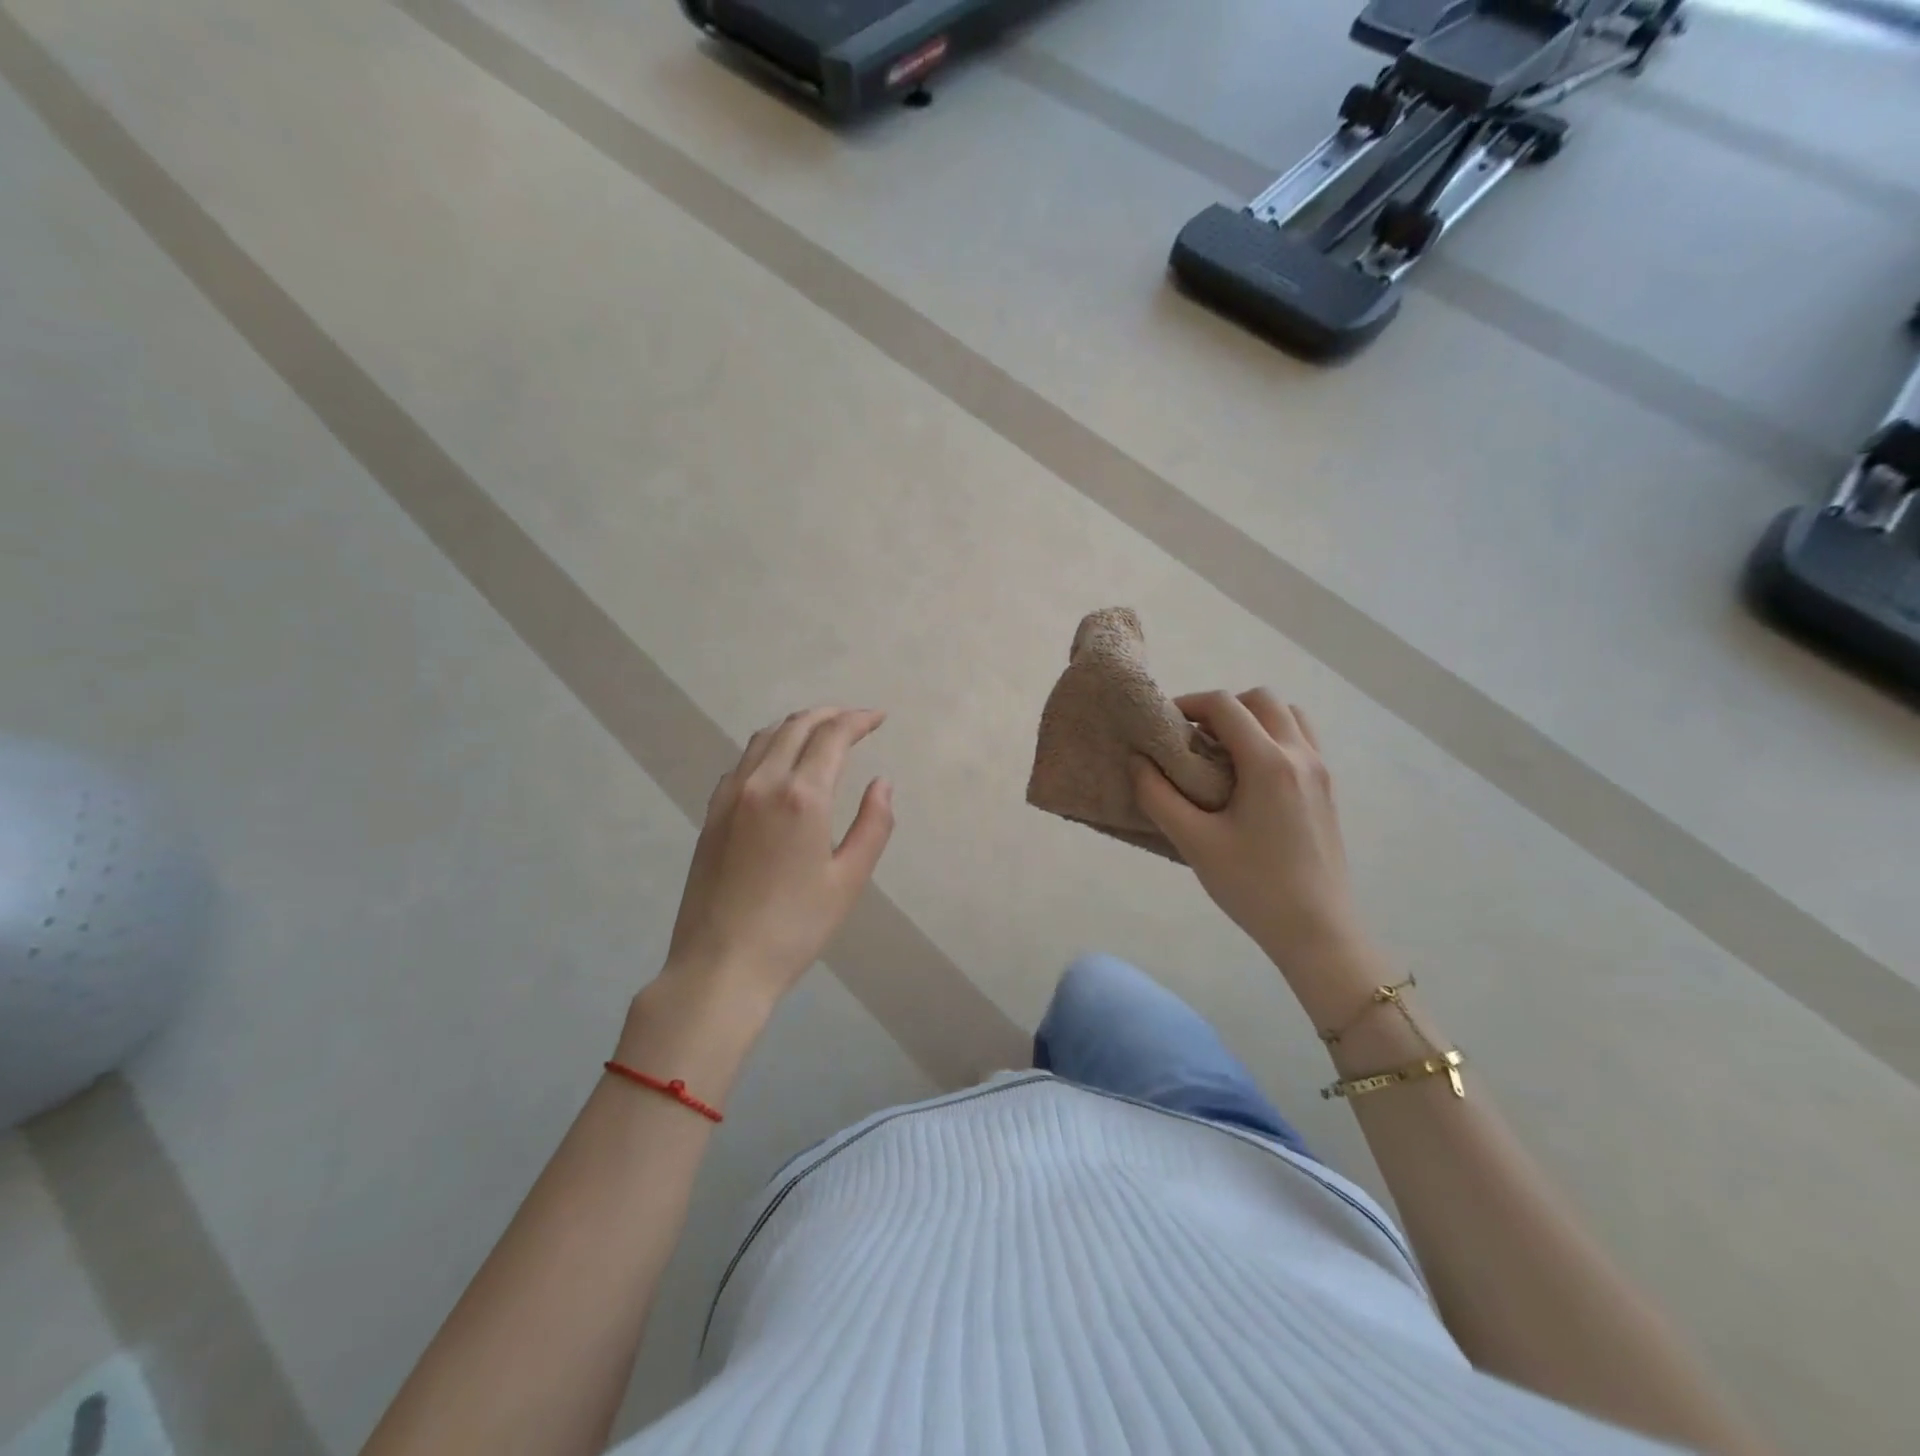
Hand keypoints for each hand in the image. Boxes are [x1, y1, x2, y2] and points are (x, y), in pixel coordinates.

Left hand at [664, 707, 893, 1005]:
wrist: (720, 964)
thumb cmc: (795, 927)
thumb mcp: (848, 879)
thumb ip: (872, 825)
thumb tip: (882, 783)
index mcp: (801, 796)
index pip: (832, 736)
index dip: (858, 720)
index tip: (879, 718)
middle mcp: (762, 782)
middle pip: (796, 726)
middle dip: (830, 715)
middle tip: (856, 721)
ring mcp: (730, 795)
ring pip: (764, 738)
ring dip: (797, 726)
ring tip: (821, 733)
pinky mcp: (712, 813)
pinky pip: (742, 762)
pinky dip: (769, 748)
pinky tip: (780, 765)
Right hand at [1131, 690, 1369, 981]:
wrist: (1317, 931)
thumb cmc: (1252, 886)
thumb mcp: (1194, 842)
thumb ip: (1158, 796)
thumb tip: (1137, 761)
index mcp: (1268, 763)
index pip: (1225, 706)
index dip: (1189, 704)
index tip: (1164, 724)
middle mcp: (1300, 755)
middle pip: (1261, 699)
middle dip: (1222, 707)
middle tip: (1193, 736)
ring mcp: (1320, 771)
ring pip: (1288, 715)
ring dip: (1252, 718)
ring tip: (1223, 751)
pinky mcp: (1327, 789)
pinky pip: (1301, 739)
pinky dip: (1273, 737)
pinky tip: (1249, 775)